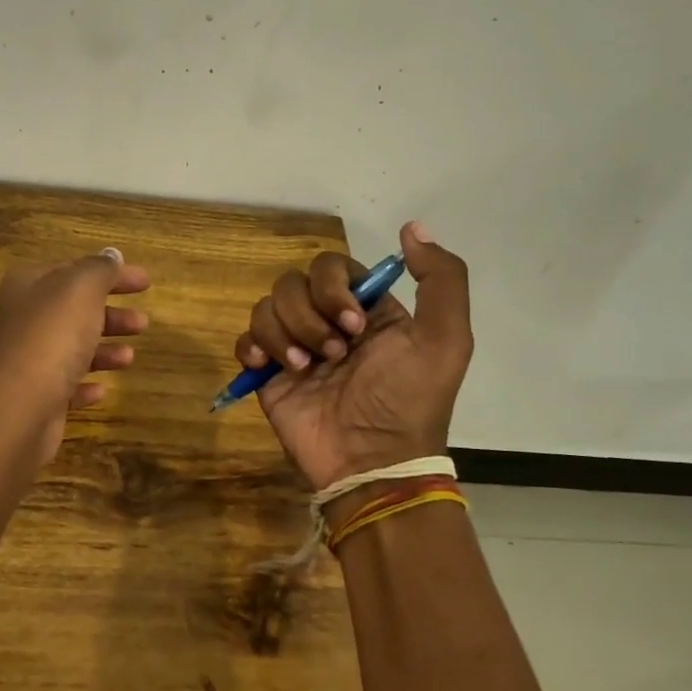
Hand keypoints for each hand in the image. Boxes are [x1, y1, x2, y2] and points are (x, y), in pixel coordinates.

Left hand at [0, 248, 151, 462]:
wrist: (19, 406)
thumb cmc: (52, 337)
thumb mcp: (81, 289)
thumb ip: (99, 269)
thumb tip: (112, 256)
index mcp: (29, 285)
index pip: (74, 270)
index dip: (112, 273)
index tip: (146, 283)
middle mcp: (23, 319)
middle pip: (74, 310)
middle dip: (111, 314)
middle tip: (143, 323)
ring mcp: (26, 359)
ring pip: (72, 347)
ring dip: (104, 349)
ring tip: (130, 357)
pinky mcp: (34, 396)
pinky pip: (64, 385)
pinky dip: (85, 384)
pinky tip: (102, 389)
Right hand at [234, 222, 471, 492]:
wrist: (370, 462)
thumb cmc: (408, 401)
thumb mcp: (446, 340)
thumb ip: (442, 279)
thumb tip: (412, 227)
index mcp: (367, 309)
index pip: (332, 266)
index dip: (335, 288)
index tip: (354, 326)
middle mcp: (328, 321)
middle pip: (293, 282)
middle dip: (308, 315)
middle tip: (332, 355)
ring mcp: (295, 346)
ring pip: (267, 306)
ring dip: (285, 334)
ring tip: (304, 370)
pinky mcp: (268, 372)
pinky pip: (245, 338)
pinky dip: (253, 347)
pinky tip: (269, 368)